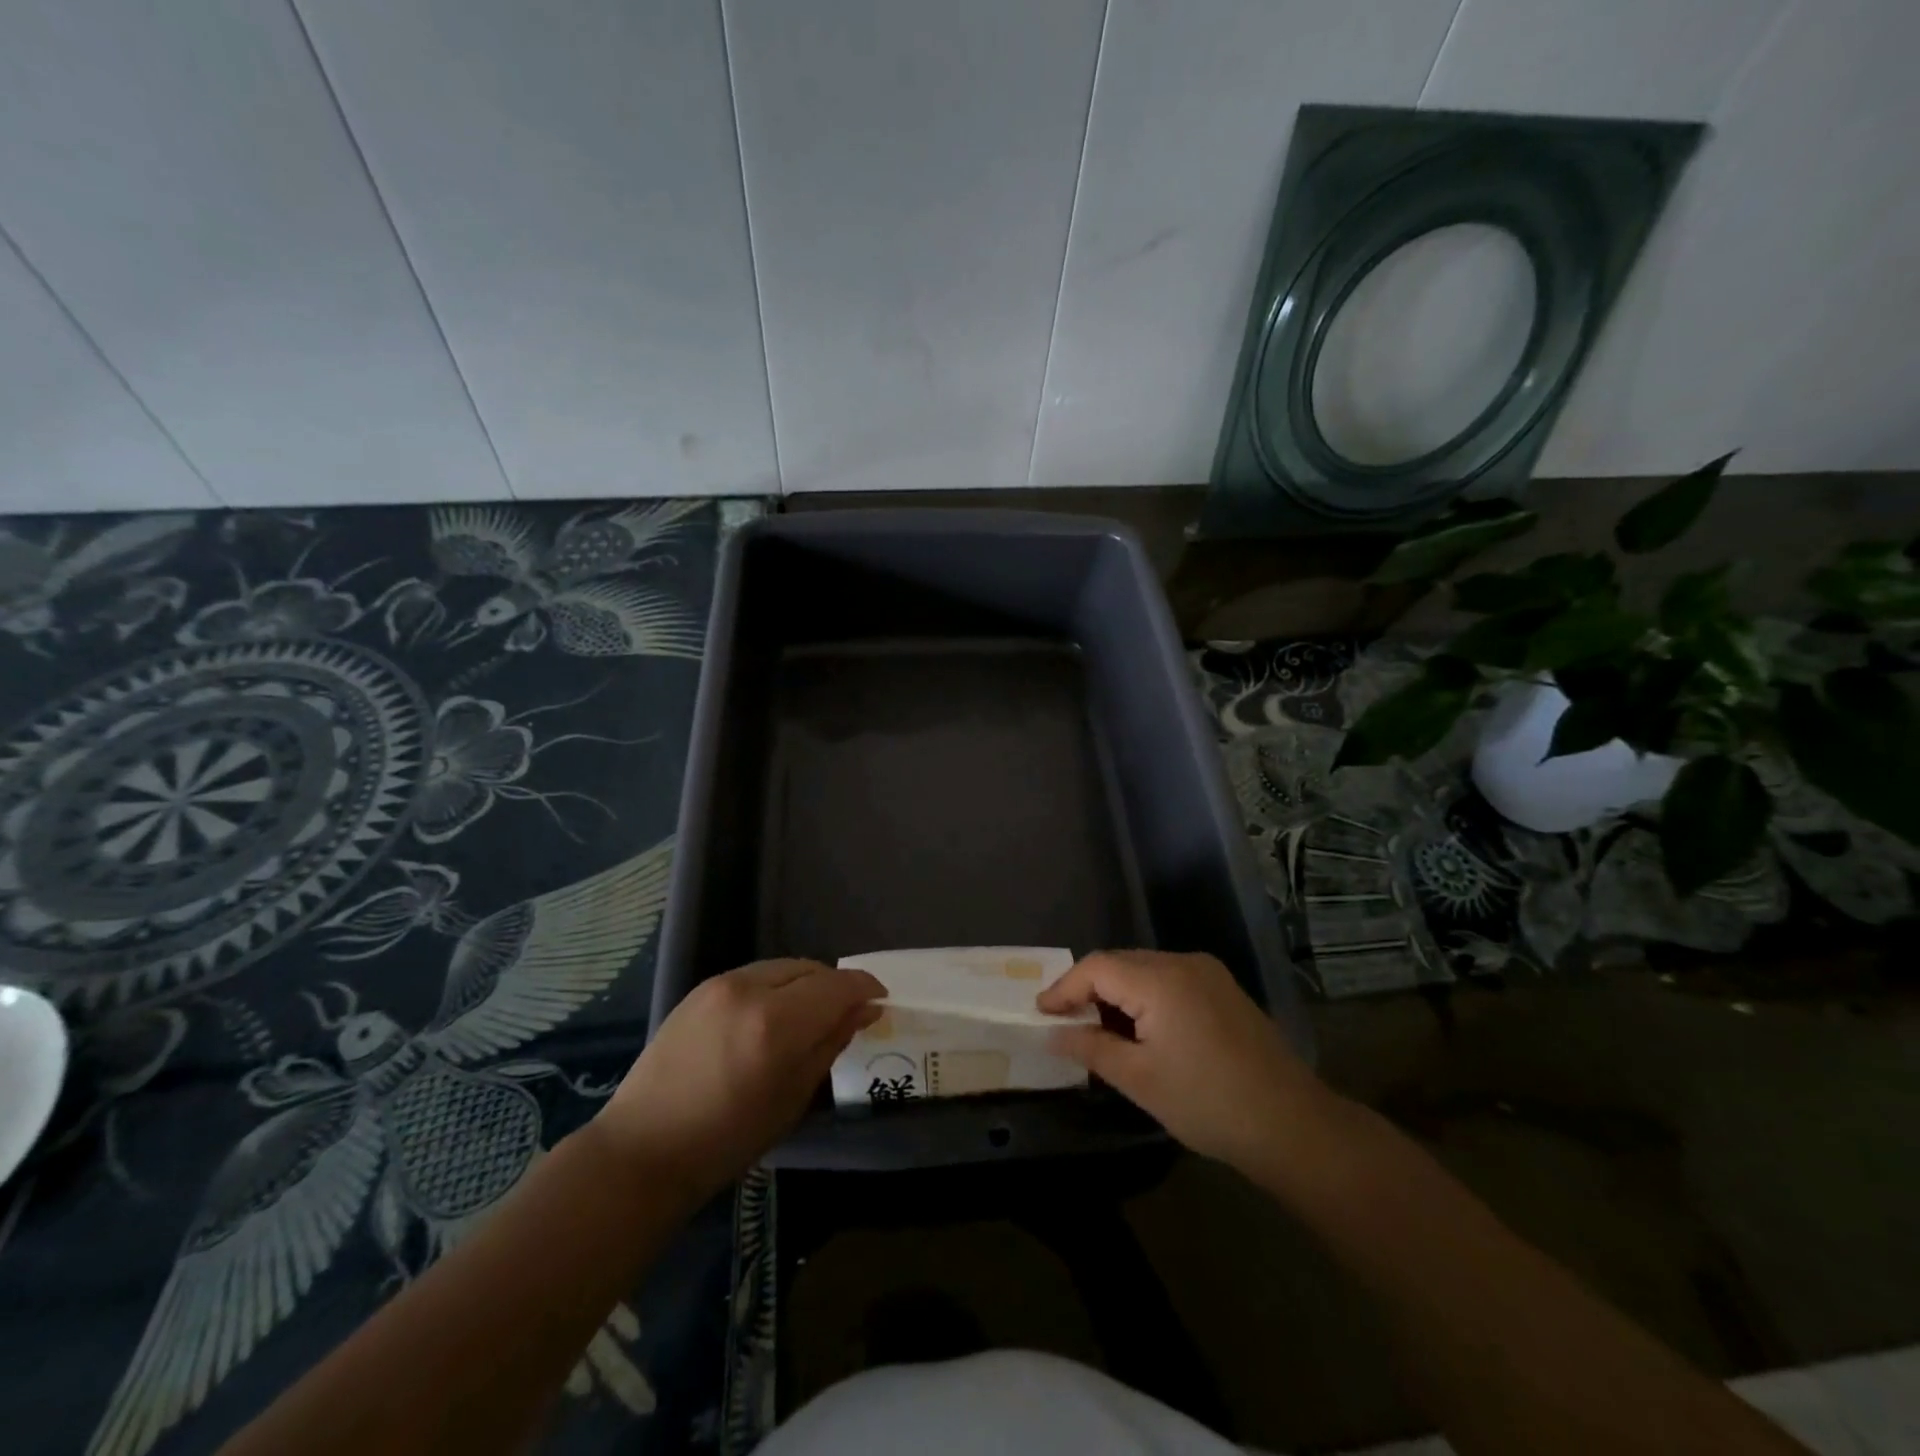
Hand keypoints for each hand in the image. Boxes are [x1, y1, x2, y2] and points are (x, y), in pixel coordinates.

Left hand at [593, 960, 883, 1199]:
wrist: (644, 1148)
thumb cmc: (727, 1139)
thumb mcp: (793, 1098)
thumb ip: (831, 1044)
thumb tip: (864, 1011)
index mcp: (776, 1023)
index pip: (837, 985)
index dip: (864, 987)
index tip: (880, 1000)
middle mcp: (749, 989)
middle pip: (811, 969)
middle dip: (835, 986)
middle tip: (847, 1013)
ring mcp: (720, 984)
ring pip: (783, 967)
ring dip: (805, 984)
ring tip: (810, 1014)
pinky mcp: (700, 989)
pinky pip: (755, 976)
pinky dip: (776, 987)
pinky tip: (773, 1016)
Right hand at [1038, 950, 1331, 1172]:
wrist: (1292, 1124)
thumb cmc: (1208, 1103)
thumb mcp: (1139, 1079)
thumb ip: (1091, 1048)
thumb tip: (1053, 1033)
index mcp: (1160, 979)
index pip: (1097, 967)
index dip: (1064, 988)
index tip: (1040, 1013)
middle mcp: (1183, 962)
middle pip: (1120, 963)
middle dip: (1088, 989)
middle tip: (1064, 1023)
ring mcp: (1207, 973)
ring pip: (1144, 970)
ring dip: (1116, 994)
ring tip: (1097, 1029)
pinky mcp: (1222, 989)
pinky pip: (1168, 980)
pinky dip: (1144, 997)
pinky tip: (1139, 1028)